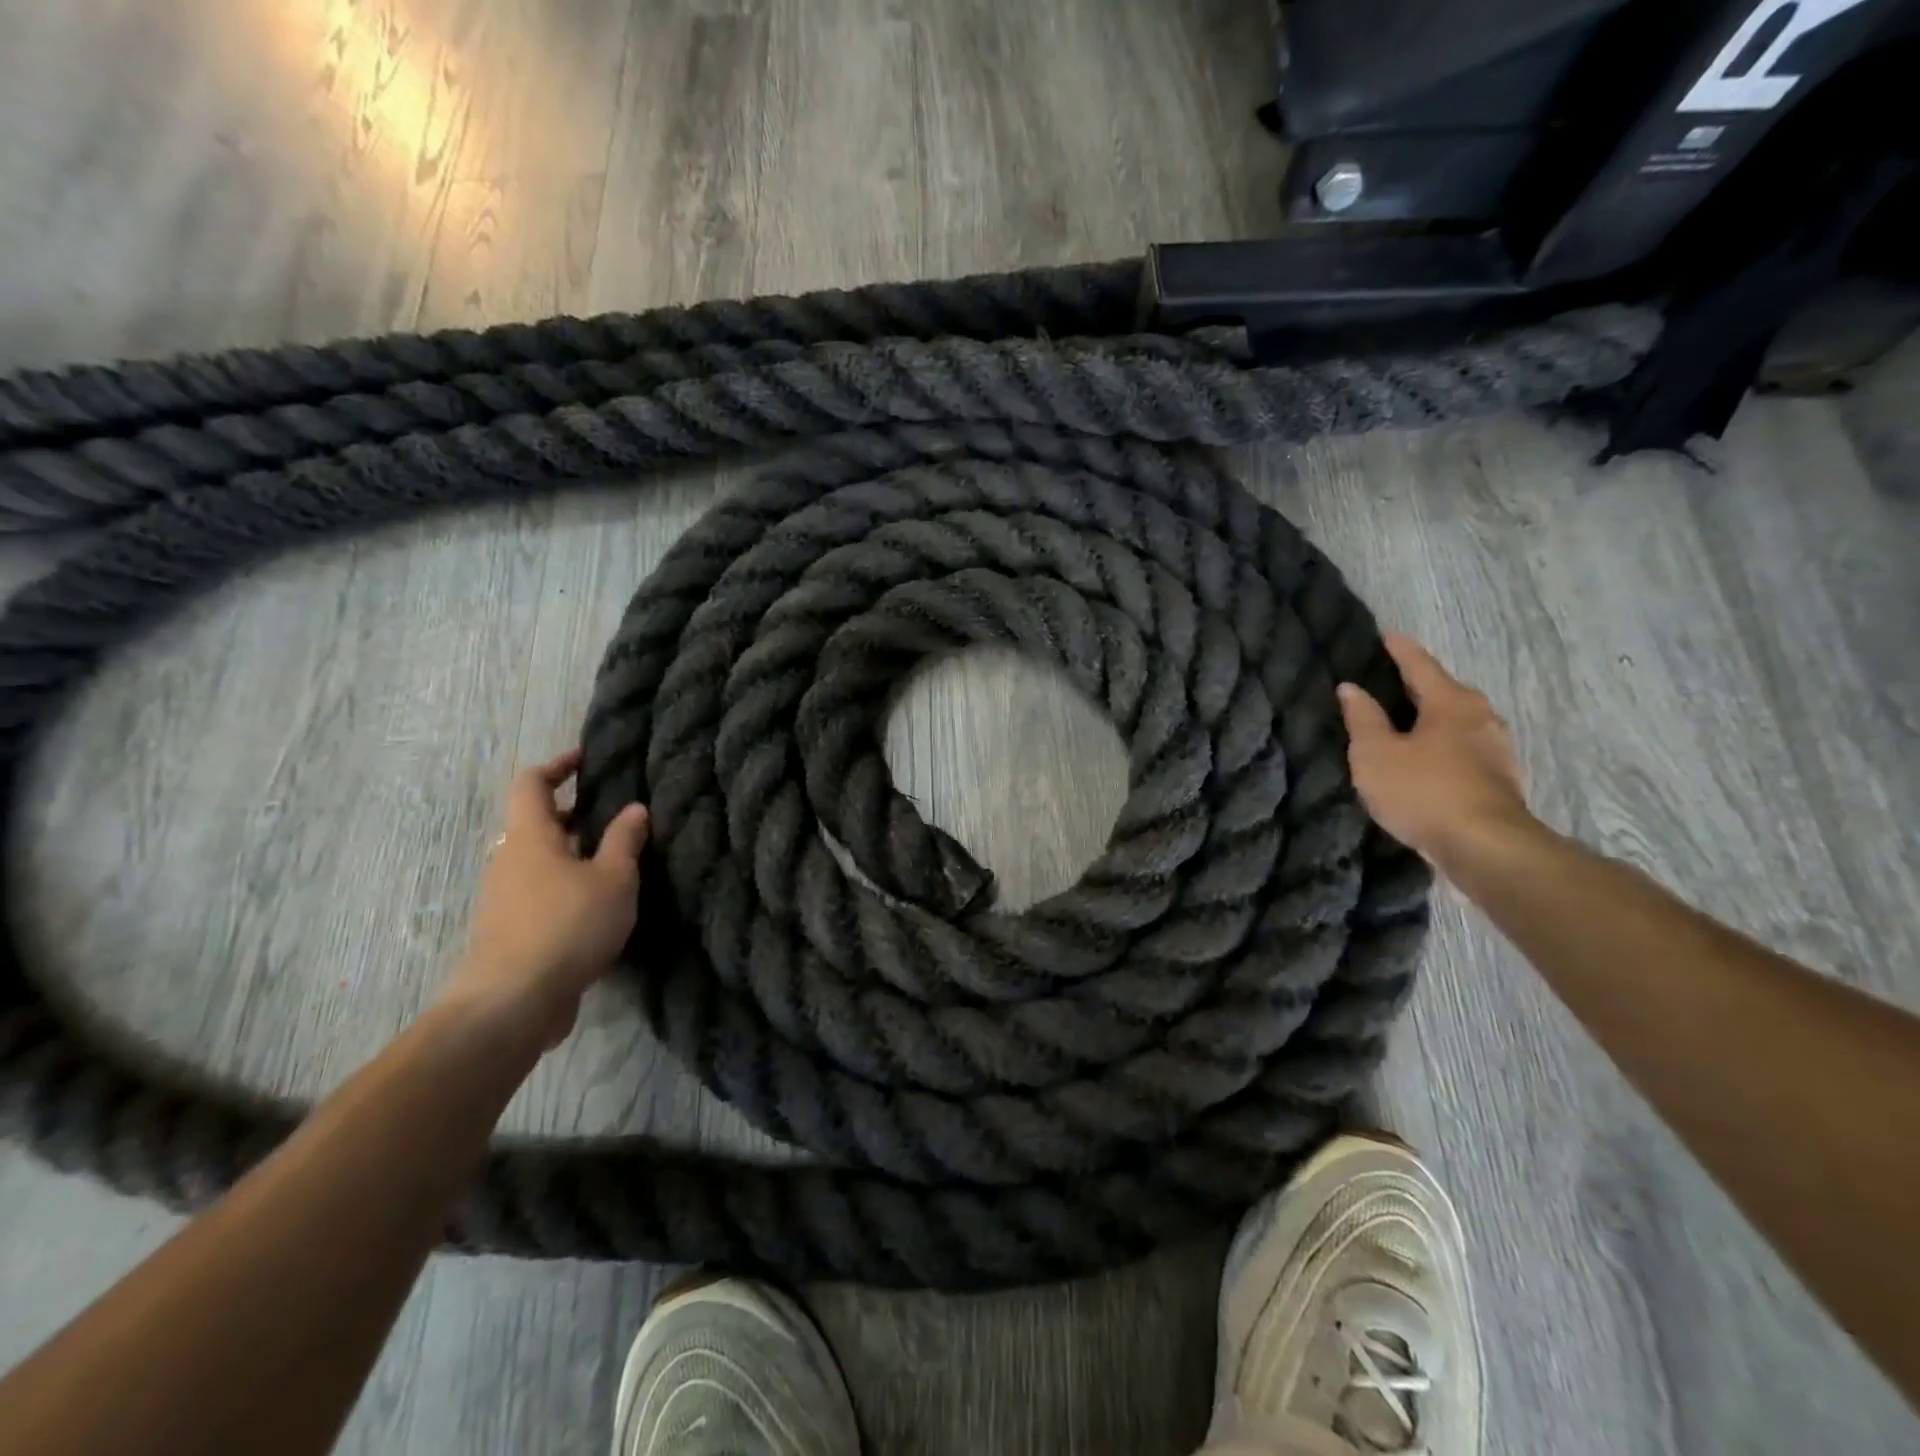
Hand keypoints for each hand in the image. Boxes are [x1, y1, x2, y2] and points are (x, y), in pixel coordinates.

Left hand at [443, 749, 649, 1048]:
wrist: (513, 1002)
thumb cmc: (567, 925)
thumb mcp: (613, 879)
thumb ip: (624, 841)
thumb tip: (635, 808)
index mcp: (530, 836)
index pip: (531, 783)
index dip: (557, 765)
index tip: (586, 759)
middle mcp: (509, 859)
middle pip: (536, 822)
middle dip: (573, 814)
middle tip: (614, 814)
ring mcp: (505, 897)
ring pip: (539, 860)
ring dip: (573, 853)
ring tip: (616, 860)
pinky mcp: (510, 930)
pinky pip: (540, 891)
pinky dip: (567, 885)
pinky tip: (599, 905)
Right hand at [1336, 631, 1532, 868]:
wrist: (1484, 847)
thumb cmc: (1423, 790)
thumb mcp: (1375, 754)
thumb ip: (1362, 719)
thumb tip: (1351, 688)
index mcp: (1450, 702)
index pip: (1420, 665)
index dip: (1399, 650)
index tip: (1386, 634)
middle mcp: (1479, 717)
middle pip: (1444, 691)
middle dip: (1418, 684)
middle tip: (1389, 679)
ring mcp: (1495, 749)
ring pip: (1456, 721)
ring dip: (1431, 717)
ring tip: (1405, 720)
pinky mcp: (1498, 779)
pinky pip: (1462, 748)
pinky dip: (1441, 745)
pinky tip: (1426, 757)